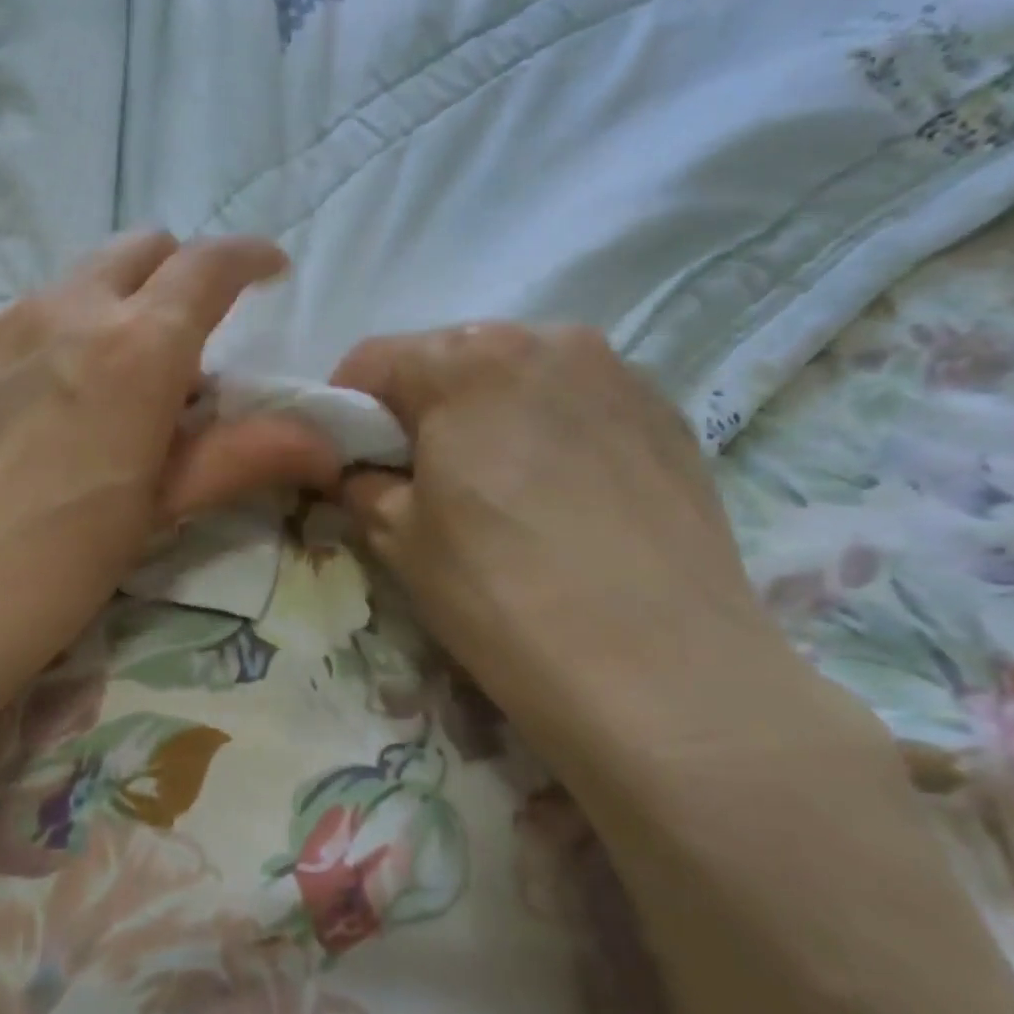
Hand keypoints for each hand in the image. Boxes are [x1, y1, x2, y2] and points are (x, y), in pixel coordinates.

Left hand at [0, 234, 341, 732]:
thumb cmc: (54, 569)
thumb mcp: (159, 511)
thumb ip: (242, 458)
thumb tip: (324, 444)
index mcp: (134, 348)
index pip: (207, 266)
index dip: (249, 259)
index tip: (270, 273)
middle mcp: (65, 312)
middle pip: (140, 251)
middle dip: (179, 275)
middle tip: (192, 338)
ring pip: (78, 283)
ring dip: (116, 308)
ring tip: (115, 385)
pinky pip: (24, 317)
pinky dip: (60, 334)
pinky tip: (46, 404)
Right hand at [334, 324, 836, 781]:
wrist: (661, 673)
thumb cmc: (499, 591)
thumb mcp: (397, 537)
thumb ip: (361, 483)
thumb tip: (358, 472)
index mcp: (467, 359)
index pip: (373, 361)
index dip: (345, 412)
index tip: (346, 461)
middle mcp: (547, 340)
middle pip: (450, 360)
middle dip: (419, 410)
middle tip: (415, 478)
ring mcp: (618, 374)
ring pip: (518, 377)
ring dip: (485, 417)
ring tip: (492, 490)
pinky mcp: (668, 417)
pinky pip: (578, 405)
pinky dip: (547, 432)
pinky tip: (557, 499)